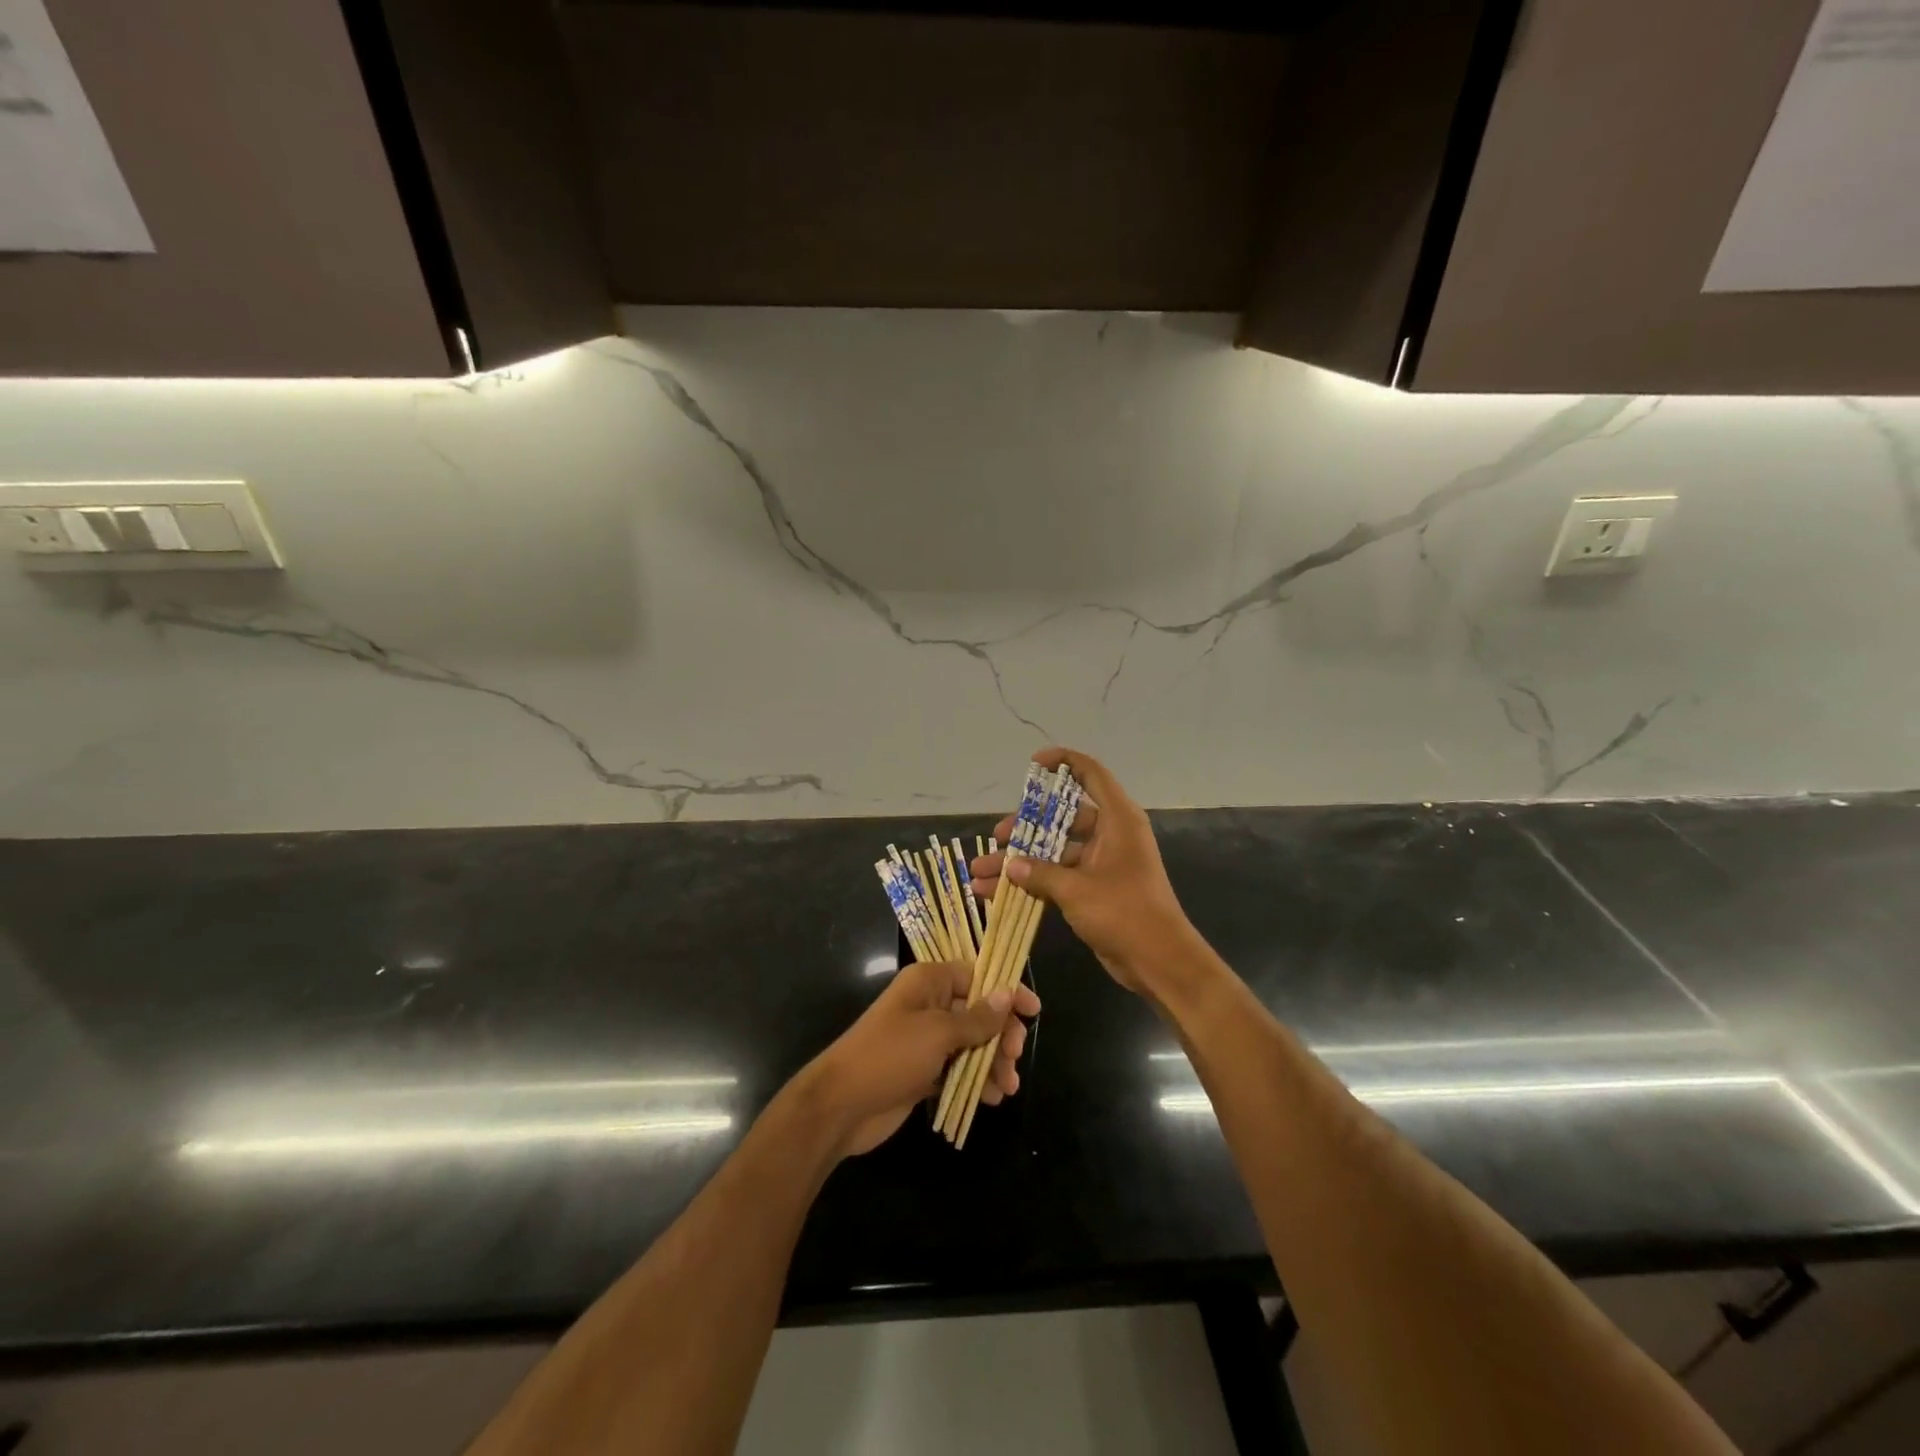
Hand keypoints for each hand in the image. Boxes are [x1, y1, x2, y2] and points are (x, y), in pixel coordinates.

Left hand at [802, 960, 1039, 1158]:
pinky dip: (977, 1080)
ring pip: (972, 1043)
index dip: (1007, 990)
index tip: (1034, 1011)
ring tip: (1007, 1087)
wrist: (841, 1106)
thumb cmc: (889, 1055)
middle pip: (979, 1011)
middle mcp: (929, 1004)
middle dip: (1002, 1034)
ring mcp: (926, 1040)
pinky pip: (960, 1068)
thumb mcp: (938, 1033)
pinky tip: (992, 1098)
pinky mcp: (924, 1071)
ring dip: (993, 1062)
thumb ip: (977, 1018)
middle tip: (1015, 1056)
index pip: (977, 974)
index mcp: (929, 982)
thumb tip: (1008, 994)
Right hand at [970, 747, 1198, 998]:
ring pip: (1053, 852)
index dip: (1063, 762)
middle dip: (1025, 829)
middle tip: (996, 838)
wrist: (1158, 960)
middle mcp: (1110, 835)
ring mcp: (1101, 863)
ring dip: (1020, 863)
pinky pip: (1056, 877)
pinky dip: (1031, 883)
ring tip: (980, 873)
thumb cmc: (1124, 911)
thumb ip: (1039, 873)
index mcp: (1117, 819)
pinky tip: (997, 894)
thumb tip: (1009, 865)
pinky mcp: (1094, 890)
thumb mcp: (1076, 889)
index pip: (1090, 774)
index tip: (1033, 764)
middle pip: (1062, 819)